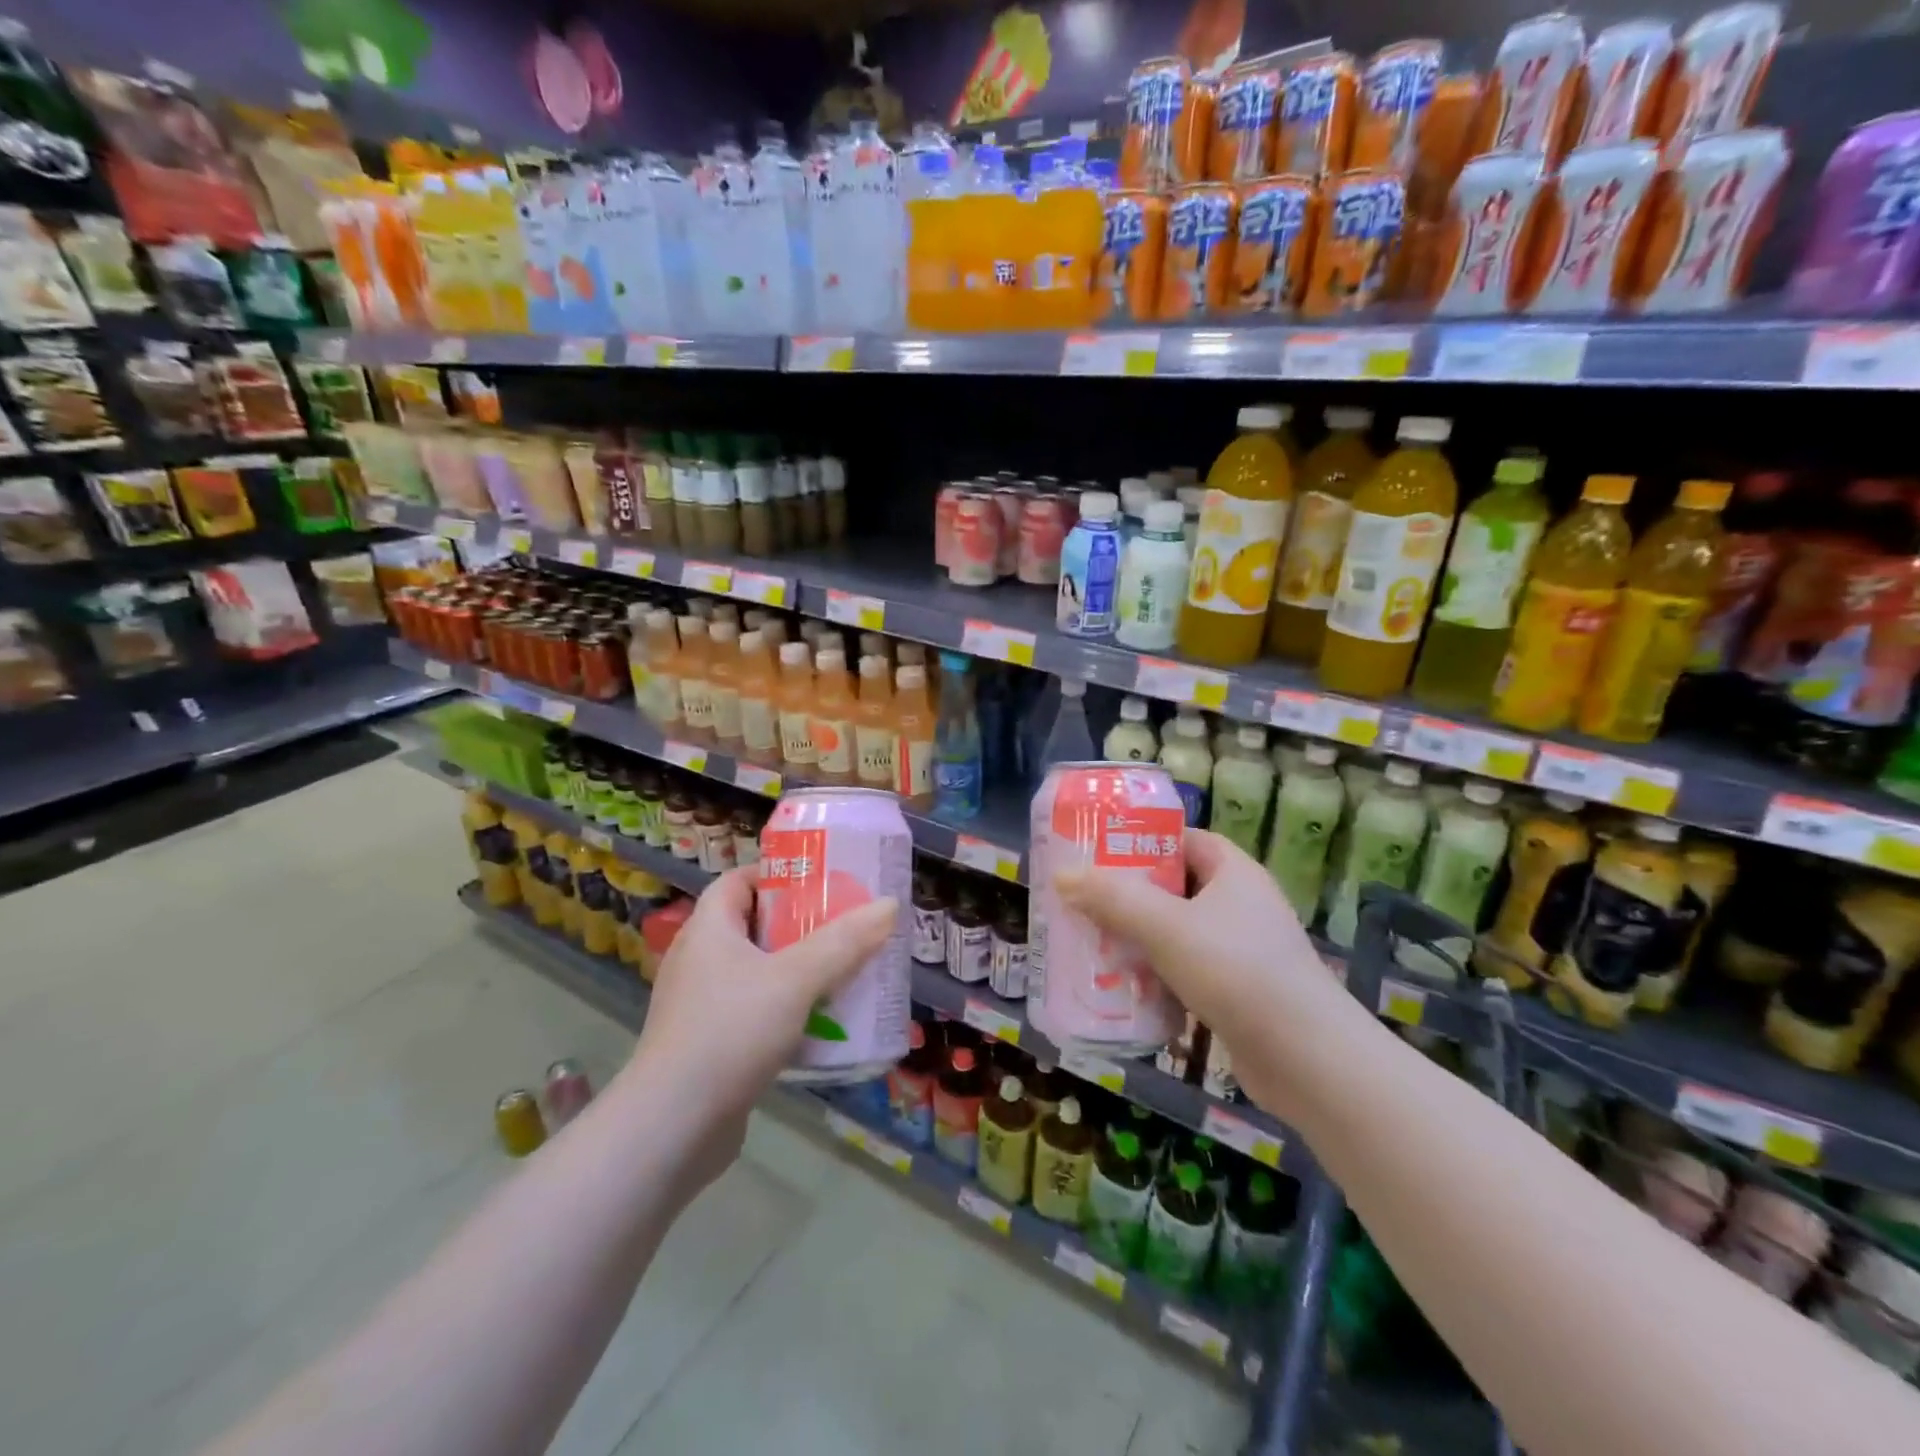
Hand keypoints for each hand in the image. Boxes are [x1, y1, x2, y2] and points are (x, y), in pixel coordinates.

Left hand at [625, 867, 896, 1160]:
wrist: (671, 1129)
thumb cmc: (730, 1033)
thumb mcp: (795, 980)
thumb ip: (843, 942)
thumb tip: (889, 904)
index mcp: (708, 929)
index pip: (739, 881)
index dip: (778, 875)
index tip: (821, 882)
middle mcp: (699, 960)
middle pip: (754, 925)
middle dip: (801, 925)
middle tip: (846, 926)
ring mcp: (700, 1006)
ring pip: (758, 972)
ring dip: (798, 970)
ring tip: (843, 972)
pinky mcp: (709, 1045)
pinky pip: (755, 1011)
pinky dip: (786, 1009)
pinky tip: (820, 1023)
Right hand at [1055, 829, 1362, 1121]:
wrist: (1308, 1060)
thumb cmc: (1238, 972)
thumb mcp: (1167, 927)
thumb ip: (1113, 899)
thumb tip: (1062, 876)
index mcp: (1233, 872)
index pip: (1183, 839)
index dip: (1142, 839)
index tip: (1098, 851)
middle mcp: (1240, 904)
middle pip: (1173, 886)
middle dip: (1128, 894)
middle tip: (1082, 900)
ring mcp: (1240, 950)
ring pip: (1176, 931)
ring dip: (1137, 937)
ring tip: (1091, 942)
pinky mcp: (1236, 991)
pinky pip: (1184, 970)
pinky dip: (1155, 975)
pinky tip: (1121, 988)